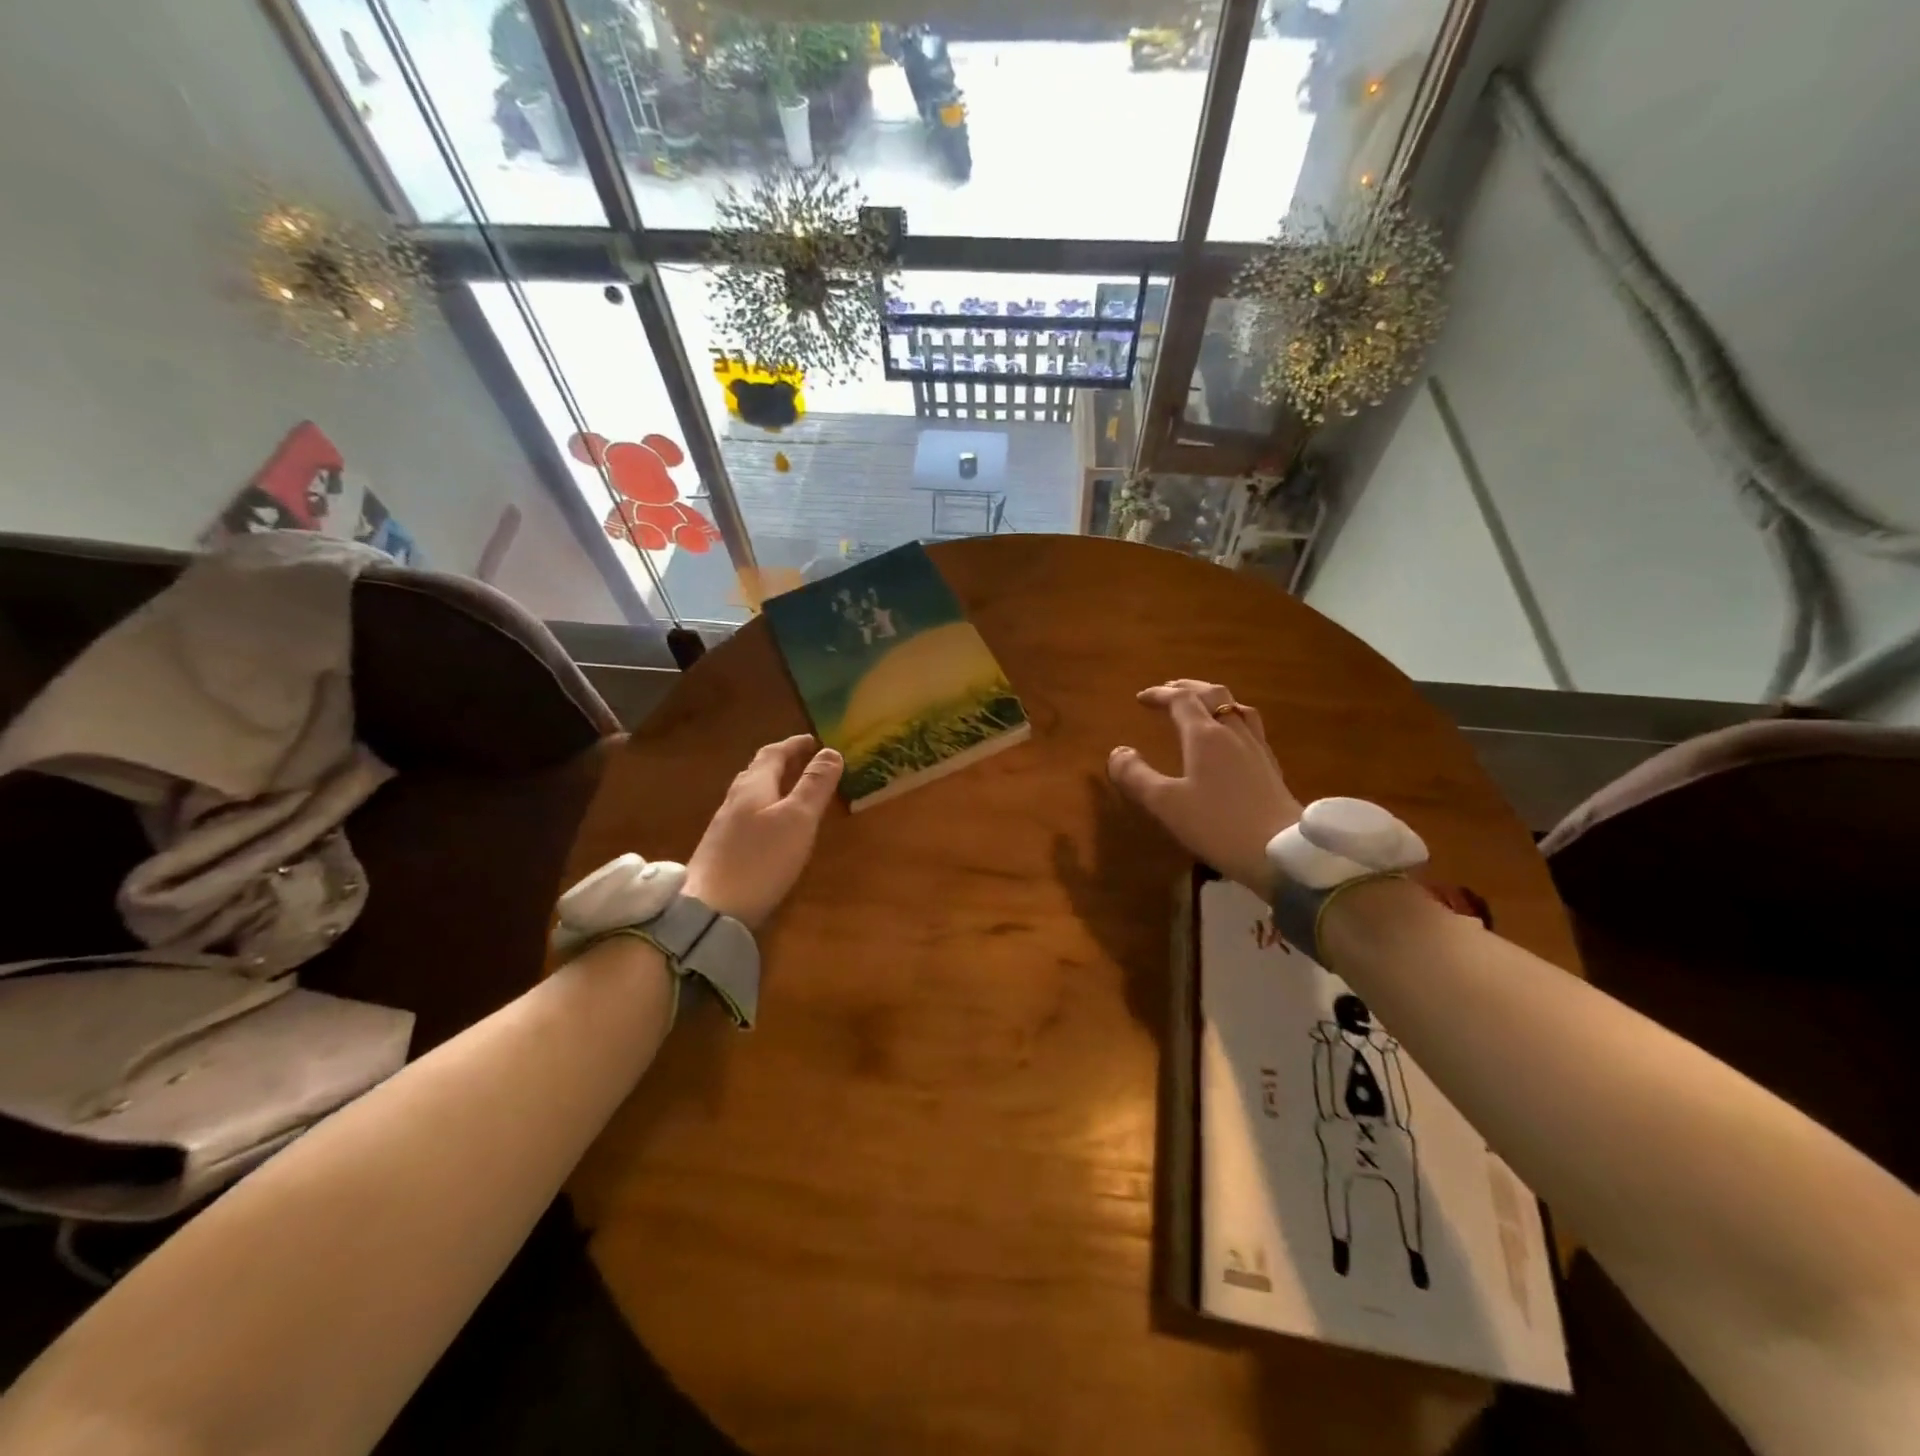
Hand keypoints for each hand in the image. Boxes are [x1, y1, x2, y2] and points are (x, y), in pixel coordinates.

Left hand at [685, 735, 842, 930]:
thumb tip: (832, 752)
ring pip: (752, 794)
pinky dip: (766, 808)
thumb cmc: (761, 858)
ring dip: (774, 785)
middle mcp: (735, 799)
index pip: (774, 753)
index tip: (814, 740)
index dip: (795, 745)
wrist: (709, 910)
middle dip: (783, 762)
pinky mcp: (722, 850)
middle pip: (758, 771)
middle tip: (806, 761)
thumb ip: (815, 785)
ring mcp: (724, 826)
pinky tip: (773, 826)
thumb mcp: (797, 819)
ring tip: (794, 790)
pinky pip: (748, 815)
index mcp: (754, 785)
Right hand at [1107, 679, 1302, 896]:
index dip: (1160, 694)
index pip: (1182, 700)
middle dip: (1189, 689)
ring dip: (1214, 701)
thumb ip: (1136, 776)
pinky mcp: (1271, 768)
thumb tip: (1118, 752)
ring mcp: (1257, 749)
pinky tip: (1231, 740)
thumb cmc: (1217, 825)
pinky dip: (1232, 720)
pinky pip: (1250, 728)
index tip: (1141, 698)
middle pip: (1214, 696)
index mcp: (1206, 736)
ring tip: (1202, 708)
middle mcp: (1234, 733)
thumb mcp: (1166, 803)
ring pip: (1237, 709)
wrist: (1281, 854)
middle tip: (1169, 691)